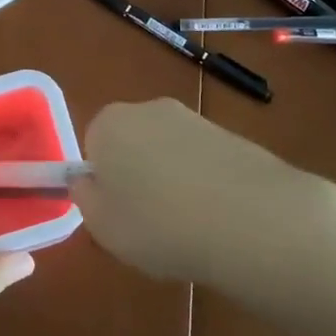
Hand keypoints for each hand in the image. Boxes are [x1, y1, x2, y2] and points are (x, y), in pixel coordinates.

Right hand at [73, 98, 335, 285]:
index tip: (116, 213)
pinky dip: (204, 182)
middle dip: (136, 175)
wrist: (249, 217)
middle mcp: (148, 108)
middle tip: (147, 222)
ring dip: (171, 179)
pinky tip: (217, 217)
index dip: (103, 181)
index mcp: (109, 123)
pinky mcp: (230, 133)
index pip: (93, 145)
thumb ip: (86, 199)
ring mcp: (193, 118)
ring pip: (168, 151)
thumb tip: (87, 181)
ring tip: (187, 226)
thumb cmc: (159, 224)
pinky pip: (202, 159)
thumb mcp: (104, 226)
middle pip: (131, 142)